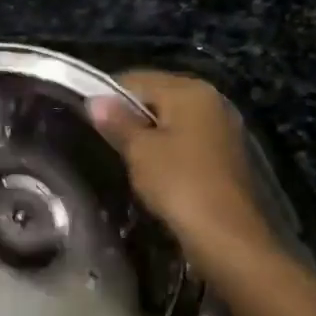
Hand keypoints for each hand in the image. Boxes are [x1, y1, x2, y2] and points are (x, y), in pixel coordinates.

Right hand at [88, 71, 270, 254]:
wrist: (227, 236)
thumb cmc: (179, 184)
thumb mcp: (139, 151)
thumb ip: (117, 122)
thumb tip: (95, 100)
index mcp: (190, 90)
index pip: (137, 79)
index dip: (108, 95)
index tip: (89, 119)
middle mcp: (211, 99)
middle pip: (158, 96)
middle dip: (130, 114)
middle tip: (106, 140)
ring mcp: (222, 126)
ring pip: (173, 119)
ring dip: (149, 134)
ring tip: (127, 157)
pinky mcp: (226, 152)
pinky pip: (187, 139)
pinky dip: (168, 148)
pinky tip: (155, 170)